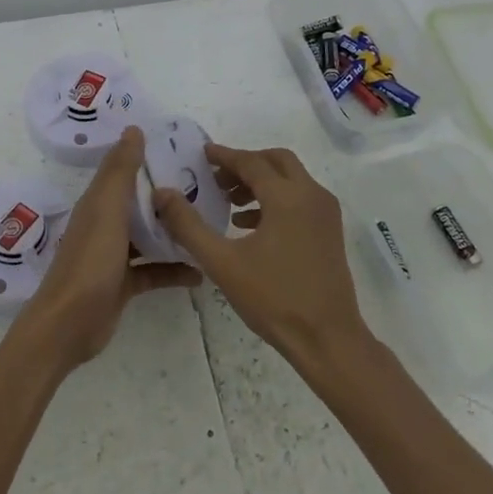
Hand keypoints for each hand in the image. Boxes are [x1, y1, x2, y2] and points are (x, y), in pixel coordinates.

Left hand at [20, 126, 201, 367]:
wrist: (69, 323)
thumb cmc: (90, 260)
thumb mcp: (107, 209)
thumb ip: (120, 171)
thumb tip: (133, 128)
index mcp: (98, 203)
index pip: (124, 171)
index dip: (147, 158)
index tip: (183, 149)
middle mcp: (105, 224)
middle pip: (139, 203)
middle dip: (168, 196)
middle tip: (209, 187)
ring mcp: (114, 256)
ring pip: (148, 236)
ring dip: (173, 232)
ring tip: (209, 225)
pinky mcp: (123, 284)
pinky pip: (154, 271)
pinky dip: (175, 270)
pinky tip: (201, 272)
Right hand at [152, 143, 373, 370]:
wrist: (327, 339)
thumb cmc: (273, 298)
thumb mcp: (222, 262)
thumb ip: (188, 225)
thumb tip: (162, 193)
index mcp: (287, 197)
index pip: (251, 162)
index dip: (224, 156)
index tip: (202, 154)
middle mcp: (312, 195)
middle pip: (276, 161)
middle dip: (245, 164)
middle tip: (217, 178)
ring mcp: (325, 213)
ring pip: (291, 179)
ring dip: (260, 182)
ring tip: (229, 202)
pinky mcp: (330, 231)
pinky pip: (300, 199)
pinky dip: (275, 199)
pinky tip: (249, 225)